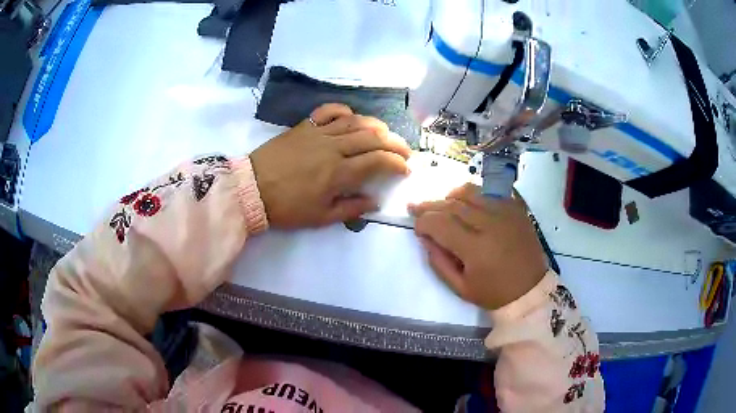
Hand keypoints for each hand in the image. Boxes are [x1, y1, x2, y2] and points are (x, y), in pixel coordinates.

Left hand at [251, 103, 410, 227]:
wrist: (251, 189)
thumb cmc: (286, 208)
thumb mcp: (320, 218)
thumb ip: (350, 209)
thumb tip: (374, 202)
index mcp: (339, 173)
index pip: (378, 161)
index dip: (397, 164)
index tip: (405, 169)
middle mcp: (333, 148)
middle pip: (373, 137)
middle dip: (395, 143)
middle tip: (404, 150)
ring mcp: (319, 133)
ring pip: (355, 121)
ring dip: (376, 125)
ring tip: (385, 133)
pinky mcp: (305, 126)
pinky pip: (329, 111)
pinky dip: (344, 110)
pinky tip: (351, 117)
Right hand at [409, 183, 547, 309]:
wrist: (530, 289)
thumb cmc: (494, 293)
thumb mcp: (460, 287)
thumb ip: (439, 262)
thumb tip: (424, 237)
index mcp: (475, 248)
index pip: (440, 223)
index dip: (423, 222)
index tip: (417, 228)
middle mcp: (490, 224)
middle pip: (452, 204)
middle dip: (430, 206)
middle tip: (416, 208)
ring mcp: (506, 212)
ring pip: (471, 191)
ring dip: (451, 195)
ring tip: (443, 204)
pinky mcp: (516, 208)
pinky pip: (492, 190)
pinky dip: (475, 192)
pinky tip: (468, 199)